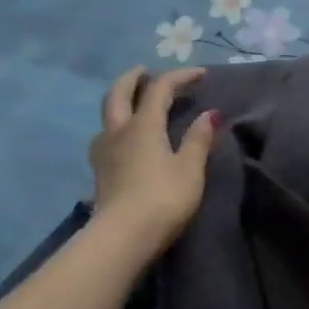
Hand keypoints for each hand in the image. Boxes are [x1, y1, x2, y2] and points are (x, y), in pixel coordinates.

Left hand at [89, 66, 218, 250]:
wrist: (121, 238)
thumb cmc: (162, 199)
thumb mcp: (190, 169)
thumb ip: (198, 139)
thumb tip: (209, 114)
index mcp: (143, 125)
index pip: (160, 88)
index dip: (180, 76)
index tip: (202, 74)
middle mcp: (118, 131)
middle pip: (118, 93)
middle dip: (132, 78)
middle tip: (145, 71)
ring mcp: (103, 152)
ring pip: (107, 115)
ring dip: (120, 101)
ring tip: (135, 104)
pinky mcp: (98, 172)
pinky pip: (105, 136)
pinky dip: (117, 126)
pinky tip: (125, 139)